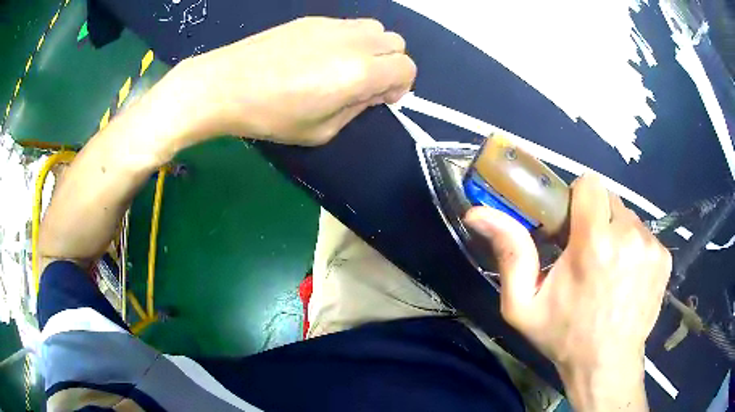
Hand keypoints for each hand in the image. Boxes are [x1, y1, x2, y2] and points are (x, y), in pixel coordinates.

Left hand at [172, 17, 415, 145]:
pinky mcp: (313, 19)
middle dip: (390, 65)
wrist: (226, 84)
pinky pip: (347, 25)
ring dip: (373, 48)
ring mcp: (332, 25)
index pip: (406, 68)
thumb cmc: (271, 115)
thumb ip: (356, 109)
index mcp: (359, 72)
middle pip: (396, 43)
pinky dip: (349, 40)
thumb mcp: (320, 131)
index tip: (379, 98)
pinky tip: (321, 56)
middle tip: (365, 83)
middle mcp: (354, 41)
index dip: (401, 86)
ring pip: (375, 28)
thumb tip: (370, 93)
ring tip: (346, 67)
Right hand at [465, 174, 671, 410]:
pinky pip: (645, 235)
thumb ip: (509, 253)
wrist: (607, 364)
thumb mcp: (523, 304)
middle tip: (588, 252)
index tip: (573, 225)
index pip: (590, 185)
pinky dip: (634, 248)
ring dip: (616, 234)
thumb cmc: (564, 336)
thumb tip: (478, 213)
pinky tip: (627, 277)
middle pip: (610, 199)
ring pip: (629, 217)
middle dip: (597, 218)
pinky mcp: (664, 258)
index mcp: (594, 243)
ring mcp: (651, 247)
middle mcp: (629, 236)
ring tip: (608, 269)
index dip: (578, 200)